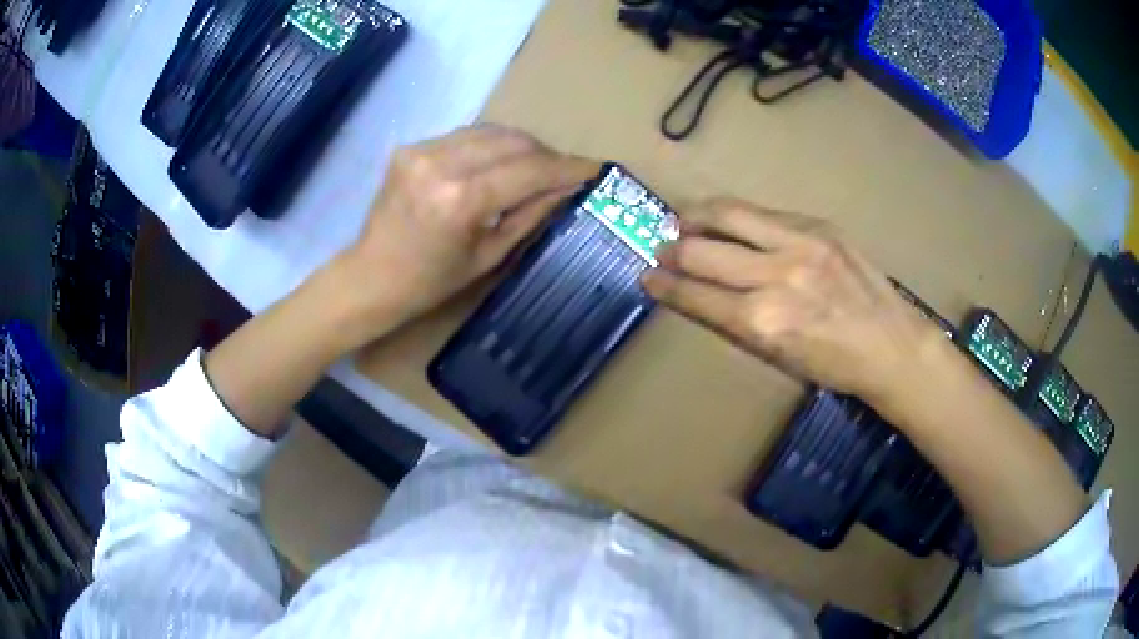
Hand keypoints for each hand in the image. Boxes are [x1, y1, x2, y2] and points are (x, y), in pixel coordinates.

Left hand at [333, 125, 598, 346]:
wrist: (370, 277)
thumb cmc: (430, 282)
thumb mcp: (489, 255)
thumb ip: (530, 214)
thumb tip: (566, 187)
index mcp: (460, 200)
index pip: (528, 169)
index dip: (567, 167)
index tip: (595, 167)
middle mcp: (440, 164)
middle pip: (512, 141)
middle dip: (545, 154)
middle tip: (563, 172)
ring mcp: (421, 150)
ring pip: (490, 131)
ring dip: (520, 146)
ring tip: (534, 167)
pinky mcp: (411, 147)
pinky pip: (465, 137)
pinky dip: (489, 147)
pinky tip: (496, 165)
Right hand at [641, 198, 944, 402]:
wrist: (892, 345)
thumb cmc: (835, 366)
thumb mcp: (779, 358)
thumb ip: (737, 323)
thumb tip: (700, 295)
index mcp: (764, 322)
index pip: (697, 295)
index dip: (665, 286)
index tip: (647, 277)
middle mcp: (776, 276)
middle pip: (703, 249)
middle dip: (672, 249)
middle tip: (662, 249)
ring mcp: (800, 243)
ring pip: (729, 213)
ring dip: (697, 215)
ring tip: (684, 219)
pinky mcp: (819, 225)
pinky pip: (764, 212)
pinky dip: (738, 216)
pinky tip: (731, 221)